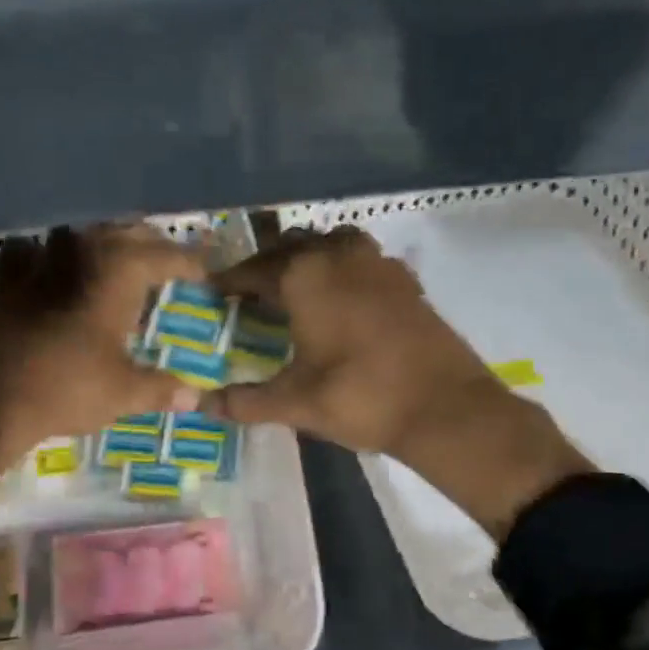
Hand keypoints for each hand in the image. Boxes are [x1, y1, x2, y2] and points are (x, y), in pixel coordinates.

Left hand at [0, 224, 205, 490]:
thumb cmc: (66, 387)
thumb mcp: (122, 392)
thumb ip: (160, 389)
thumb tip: (193, 397)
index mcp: (118, 272)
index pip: (165, 254)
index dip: (189, 262)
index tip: (205, 271)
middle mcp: (81, 255)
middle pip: (123, 232)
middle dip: (148, 243)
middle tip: (165, 261)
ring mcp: (39, 264)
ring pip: (77, 234)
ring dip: (98, 242)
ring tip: (112, 259)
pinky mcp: (6, 283)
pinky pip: (28, 254)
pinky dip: (42, 257)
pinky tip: (45, 271)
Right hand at [206, 227, 591, 539]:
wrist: (445, 407)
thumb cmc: (360, 397)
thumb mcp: (295, 402)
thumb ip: (245, 401)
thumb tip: (203, 405)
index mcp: (305, 277)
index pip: (254, 270)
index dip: (230, 281)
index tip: (214, 290)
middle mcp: (338, 257)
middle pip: (292, 246)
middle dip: (267, 263)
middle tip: (250, 290)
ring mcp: (378, 264)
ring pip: (332, 242)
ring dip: (309, 255)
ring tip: (297, 284)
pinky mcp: (406, 280)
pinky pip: (364, 257)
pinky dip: (344, 266)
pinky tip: (344, 296)